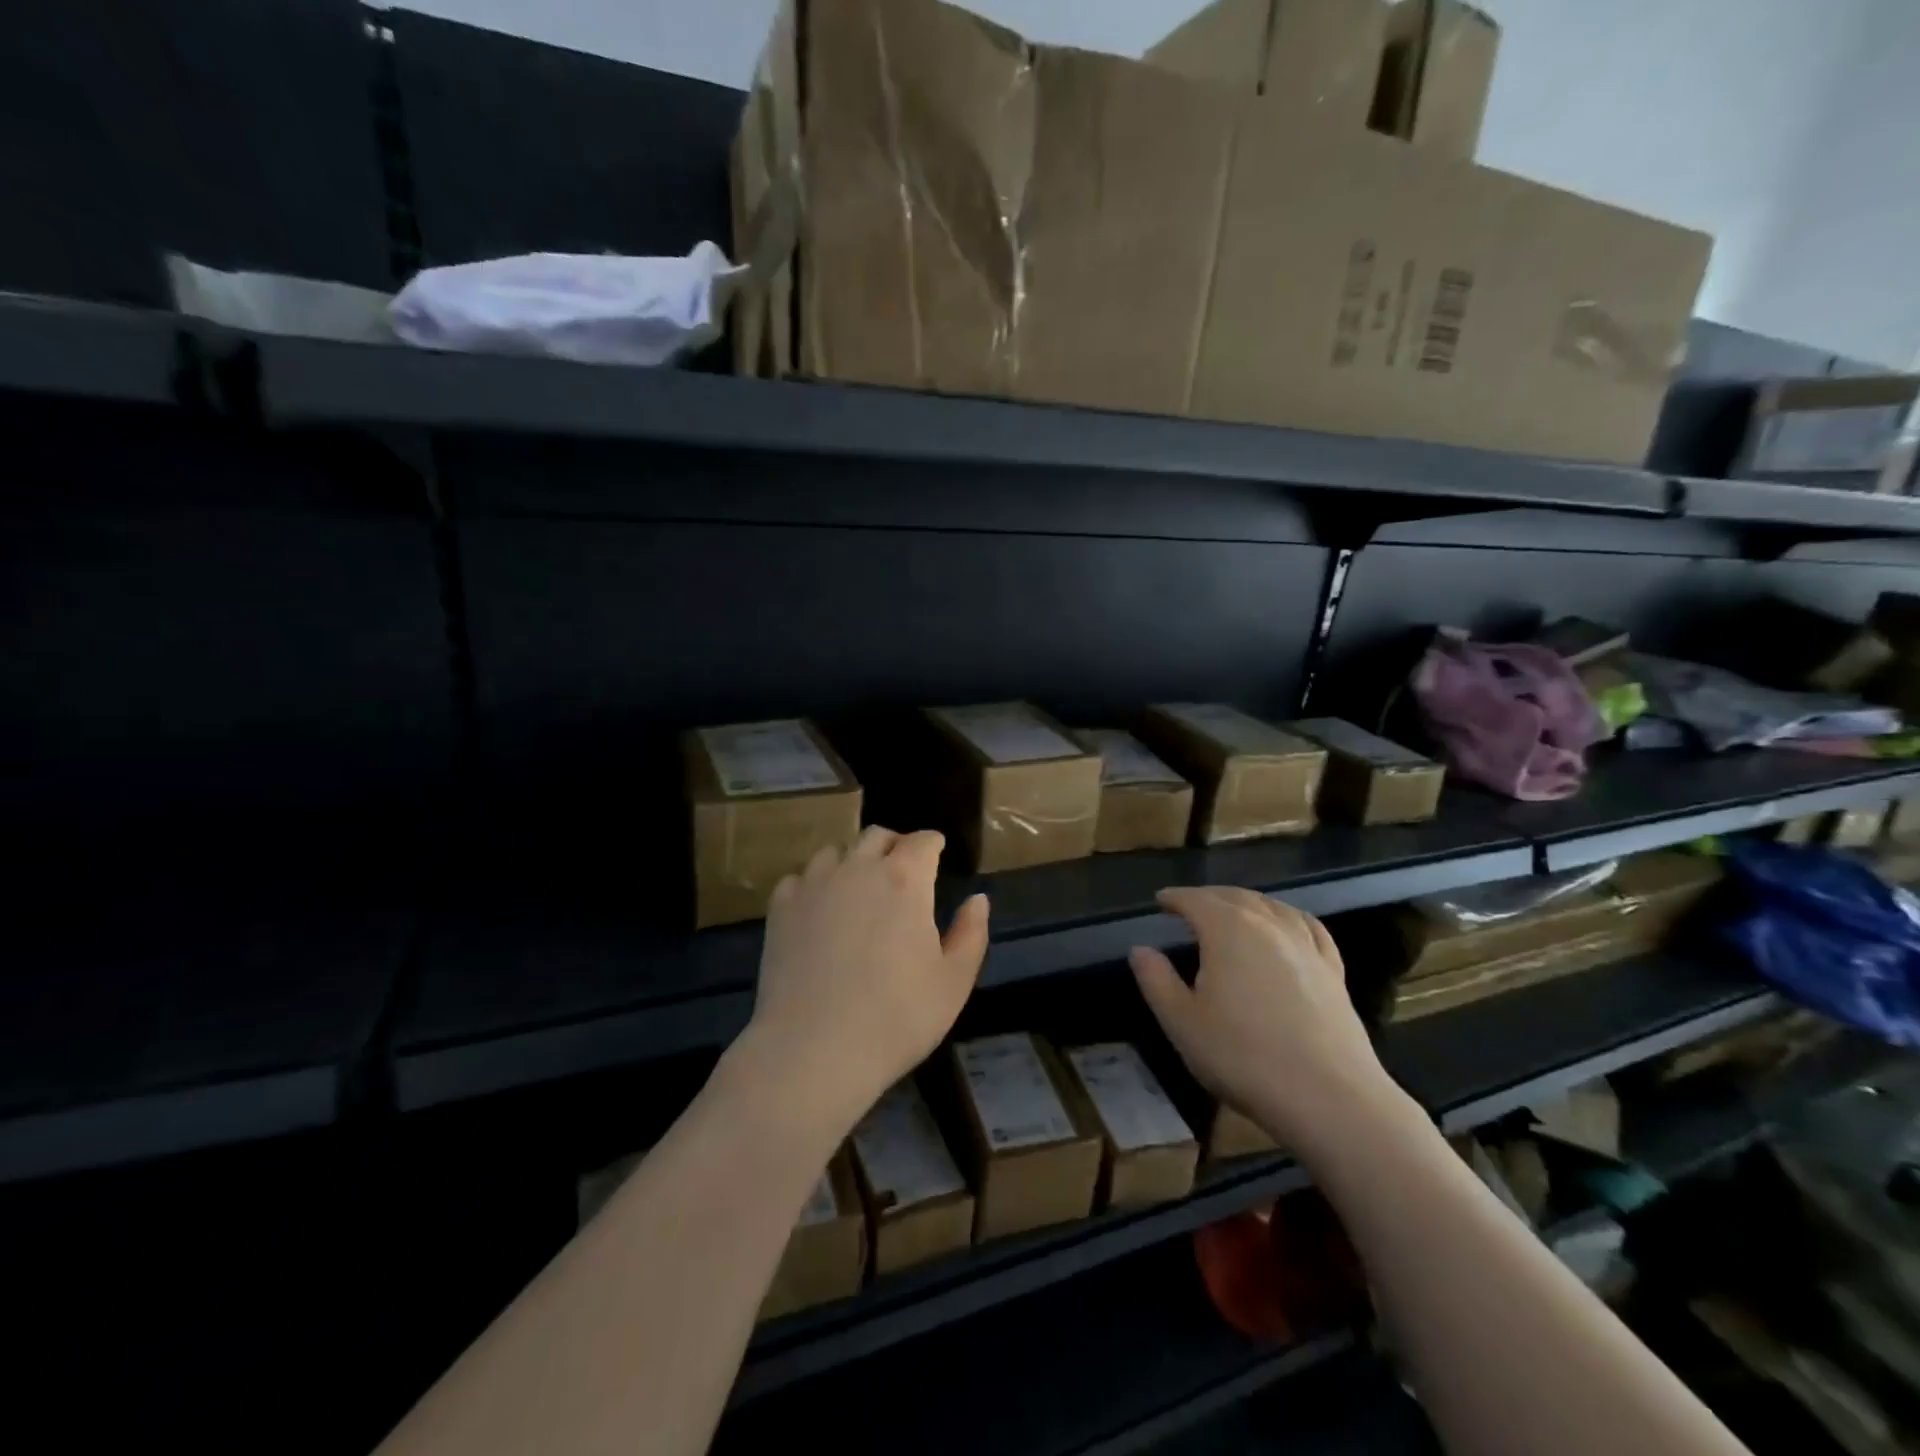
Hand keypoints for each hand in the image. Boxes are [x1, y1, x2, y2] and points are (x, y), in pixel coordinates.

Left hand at [735, 827, 989, 1136]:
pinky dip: (814, 885)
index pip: (923, 841)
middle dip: (894, 845)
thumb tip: (978, 899)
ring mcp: (814, 885)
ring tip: (858, 889)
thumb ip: (971, 933)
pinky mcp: (781, 908)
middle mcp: (858, 868)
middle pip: (877, 836)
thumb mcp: (953, 982)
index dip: (933, 844)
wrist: (814, 1049)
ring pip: (835, 852)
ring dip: (852, 861)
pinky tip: (818, 911)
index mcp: (905, 879)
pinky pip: (799, 878)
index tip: (938, 853)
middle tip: (902, 869)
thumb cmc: (896, 1018)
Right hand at [1130, 887, 1403, 1155]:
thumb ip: (1156, 980)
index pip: (1195, 900)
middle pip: (1234, 897)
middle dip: (1208, 897)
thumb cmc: (1244, 1057)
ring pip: (1271, 907)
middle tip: (1189, 905)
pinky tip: (1287, 925)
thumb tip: (1140, 949)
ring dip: (1246, 902)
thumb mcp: (1182, 1023)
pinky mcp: (1333, 971)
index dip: (1175, 898)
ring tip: (1232, 910)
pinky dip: (1288, 917)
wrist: (1329, 1098)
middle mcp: (1268, 925)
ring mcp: (1305, 945)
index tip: (1160, 900)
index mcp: (1227, 930)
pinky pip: (1308, 927)